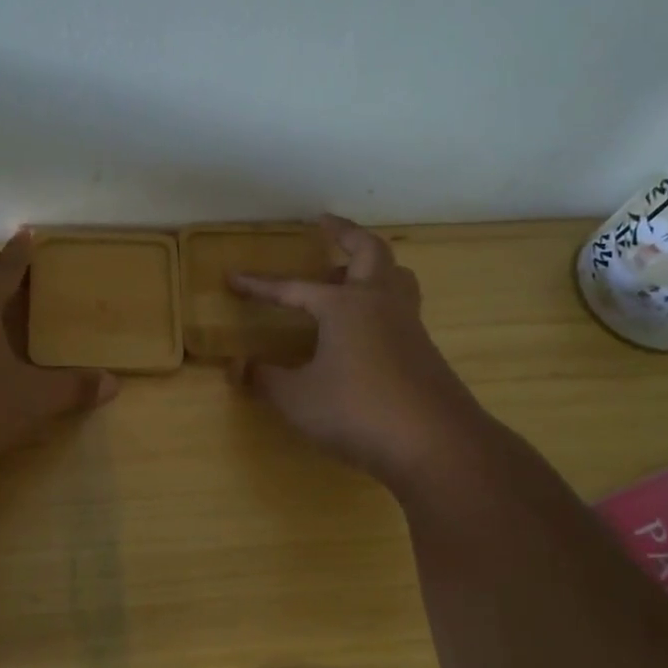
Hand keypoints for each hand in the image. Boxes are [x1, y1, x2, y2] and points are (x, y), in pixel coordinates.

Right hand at [231, 216, 485, 493]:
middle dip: (345, 232)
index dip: (260, 286)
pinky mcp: (424, 351)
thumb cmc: (357, 411)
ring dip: (371, 265)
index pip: (293, 289)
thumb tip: (237, 367)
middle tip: (325, 224)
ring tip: (347, 273)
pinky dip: (381, 300)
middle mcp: (380, 303)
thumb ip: (265, 379)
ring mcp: (408, 325)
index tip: (233, 278)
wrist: (434, 444)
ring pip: (395, 276)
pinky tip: (365, 329)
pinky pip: (402, 308)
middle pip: (368, 250)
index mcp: (345, 306)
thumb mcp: (297, 399)